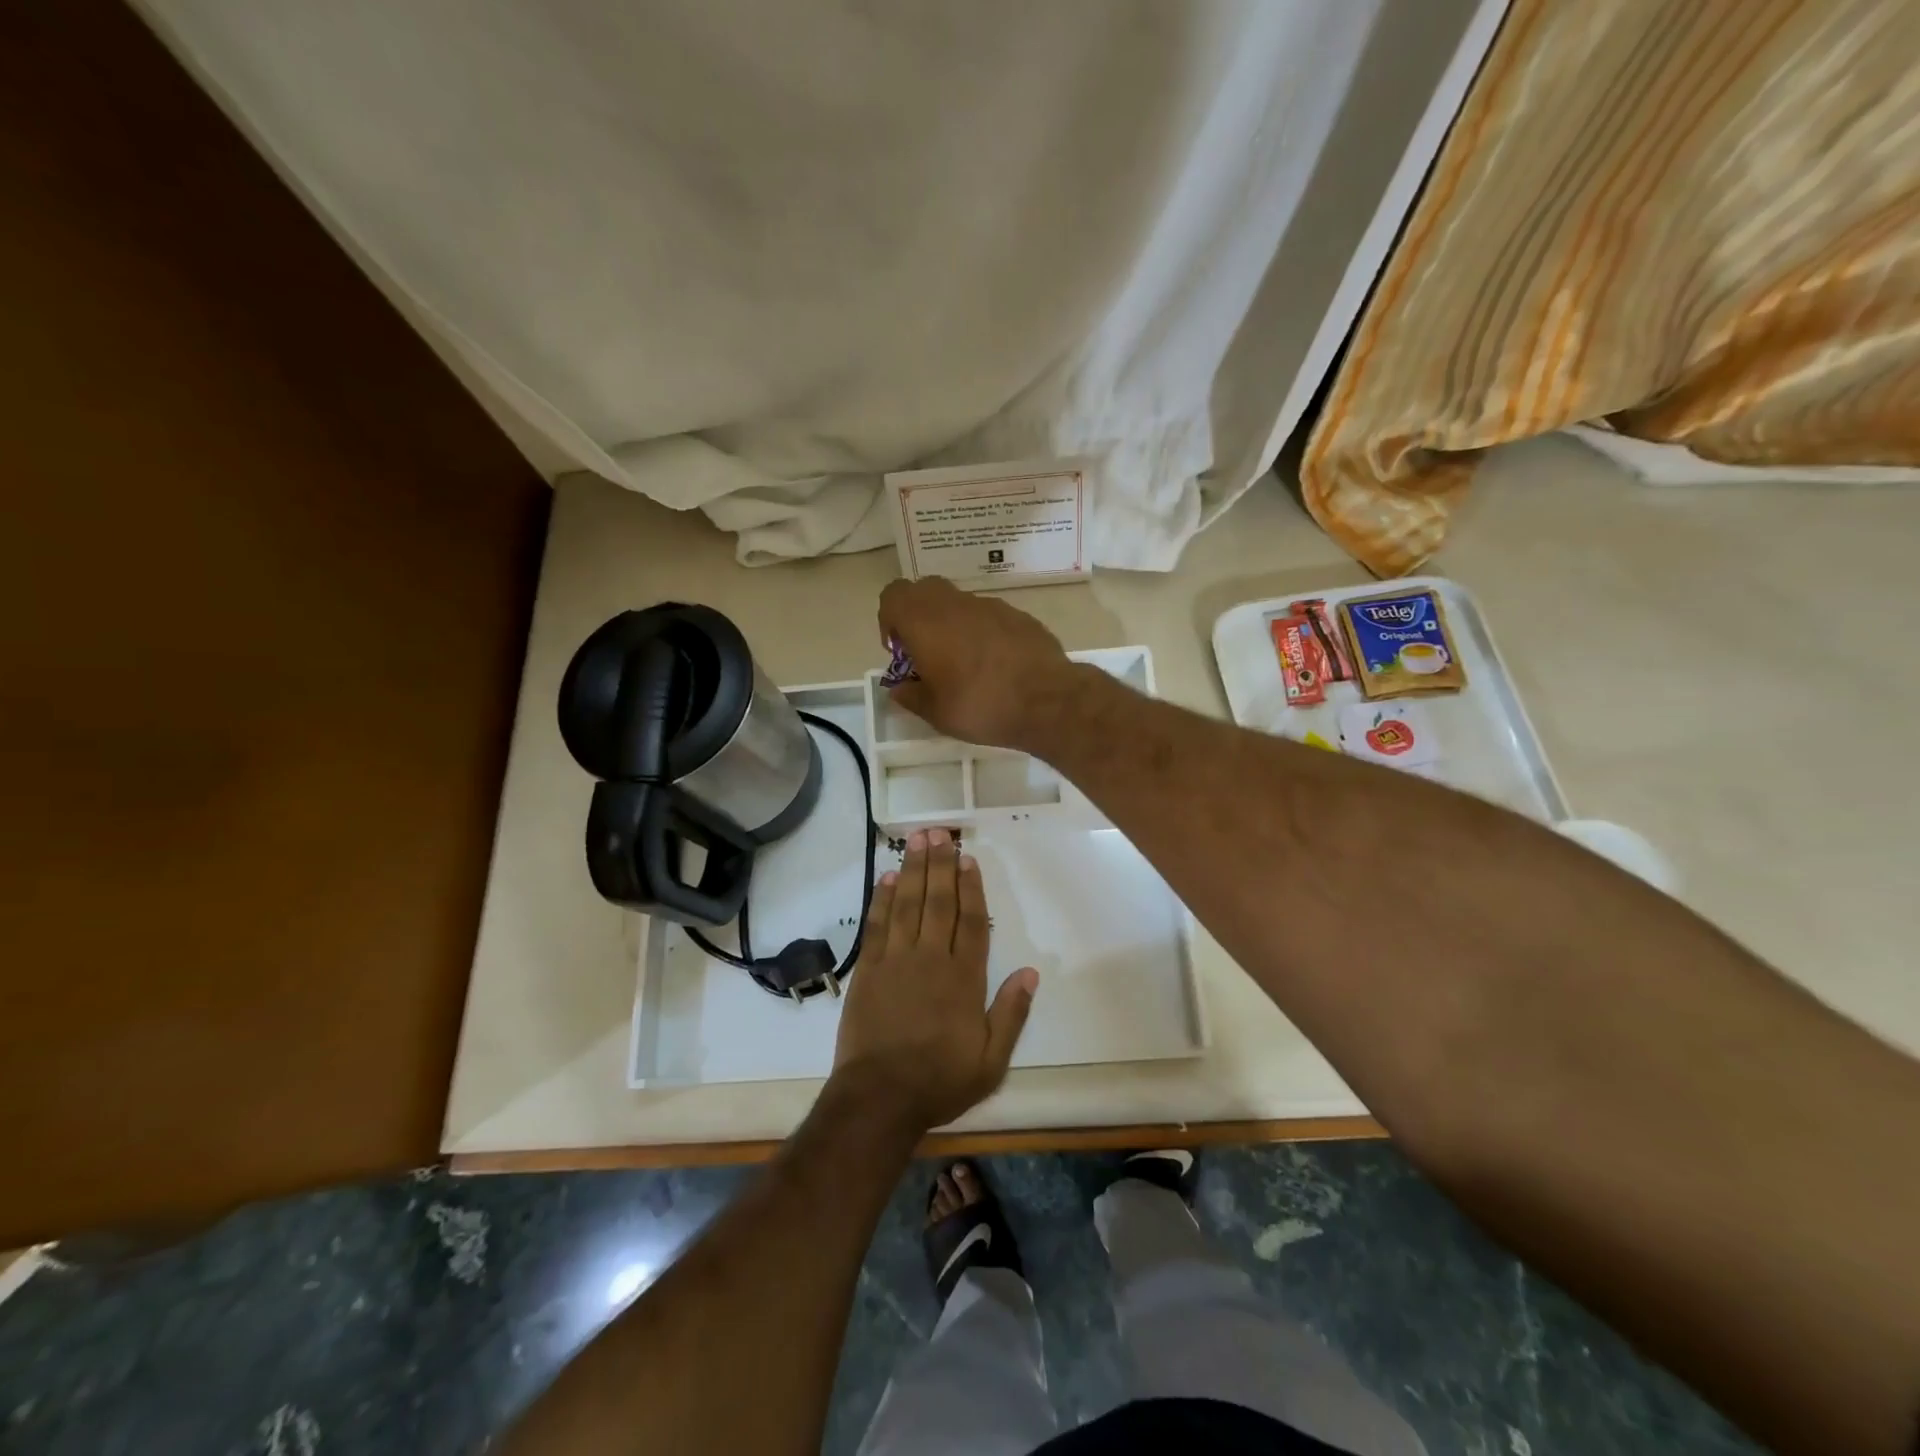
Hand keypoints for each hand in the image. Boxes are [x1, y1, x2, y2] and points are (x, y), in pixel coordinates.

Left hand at [832, 828, 1038, 1130]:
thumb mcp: (991, 1060)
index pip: (971, 921)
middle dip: (940, 864)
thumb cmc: (940, 1080)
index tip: (967, 859)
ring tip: (917, 840)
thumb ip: (1011, 1013)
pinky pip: (877, 925)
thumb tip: (1031, 972)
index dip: (970, 887)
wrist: (880, 1098)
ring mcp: (897, 960)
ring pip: (908, 904)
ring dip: (913, 870)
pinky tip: (887, 878)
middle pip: (938, 902)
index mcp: (964, 978)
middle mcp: (931, 959)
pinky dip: (882, 899)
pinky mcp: (868, 969)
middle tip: (939, 832)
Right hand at [878, 577, 1073, 748]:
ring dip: (951, 624)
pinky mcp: (1018, 615)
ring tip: (964, 663)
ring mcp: (991, 605)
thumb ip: (911, 696)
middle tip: (926, 651)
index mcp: (927, 622)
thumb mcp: (936, 713)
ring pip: (959, 602)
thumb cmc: (982, 706)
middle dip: (918, 615)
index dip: (889, 619)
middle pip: (924, 590)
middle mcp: (956, 604)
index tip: (900, 651)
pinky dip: (981, 631)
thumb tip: (900, 688)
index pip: (893, 595)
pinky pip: (988, 615)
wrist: (1048, 700)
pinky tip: (995, 664)